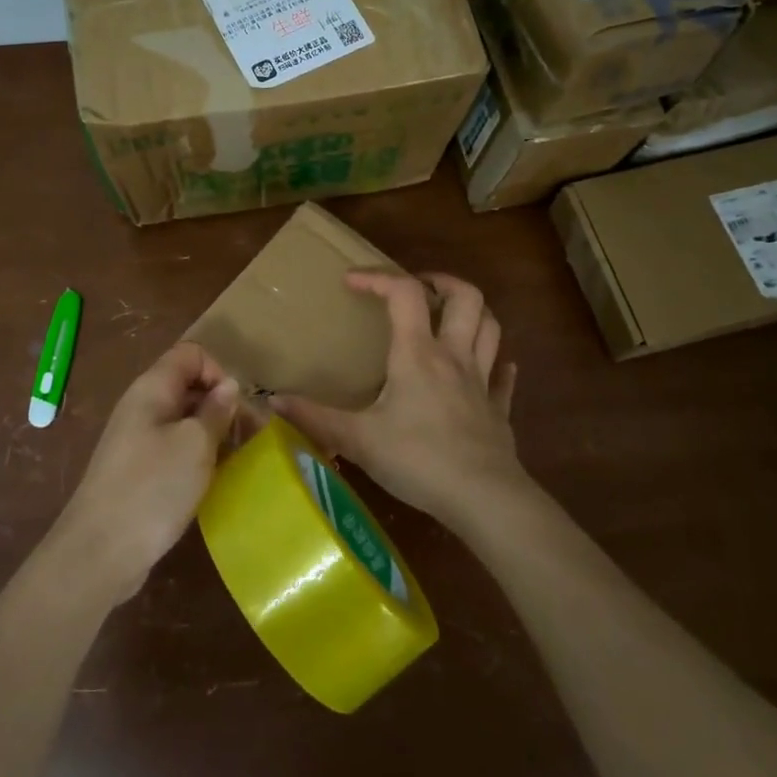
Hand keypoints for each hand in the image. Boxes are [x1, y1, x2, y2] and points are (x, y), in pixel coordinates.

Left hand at [52, 341, 239, 602]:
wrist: (99, 553)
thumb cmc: (152, 488)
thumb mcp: (195, 445)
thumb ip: (216, 410)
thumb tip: (229, 386)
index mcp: (152, 389)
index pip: (191, 354)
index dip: (218, 372)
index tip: (234, 408)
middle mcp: (142, 406)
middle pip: (189, 385)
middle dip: (221, 405)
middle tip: (247, 439)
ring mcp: (137, 440)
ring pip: (184, 420)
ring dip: (212, 434)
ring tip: (234, 461)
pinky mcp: (138, 470)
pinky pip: (174, 448)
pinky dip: (196, 457)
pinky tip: (210, 481)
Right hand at [271, 271, 522, 528]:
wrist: (483, 499)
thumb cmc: (418, 461)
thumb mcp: (359, 440)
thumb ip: (316, 418)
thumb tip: (273, 401)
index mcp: (418, 354)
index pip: (404, 293)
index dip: (377, 277)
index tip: (351, 281)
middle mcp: (454, 357)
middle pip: (466, 297)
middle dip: (442, 282)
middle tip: (419, 286)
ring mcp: (482, 382)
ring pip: (491, 328)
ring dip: (474, 312)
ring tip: (450, 315)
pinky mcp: (498, 411)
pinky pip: (503, 378)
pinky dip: (497, 365)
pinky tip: (493, 367)